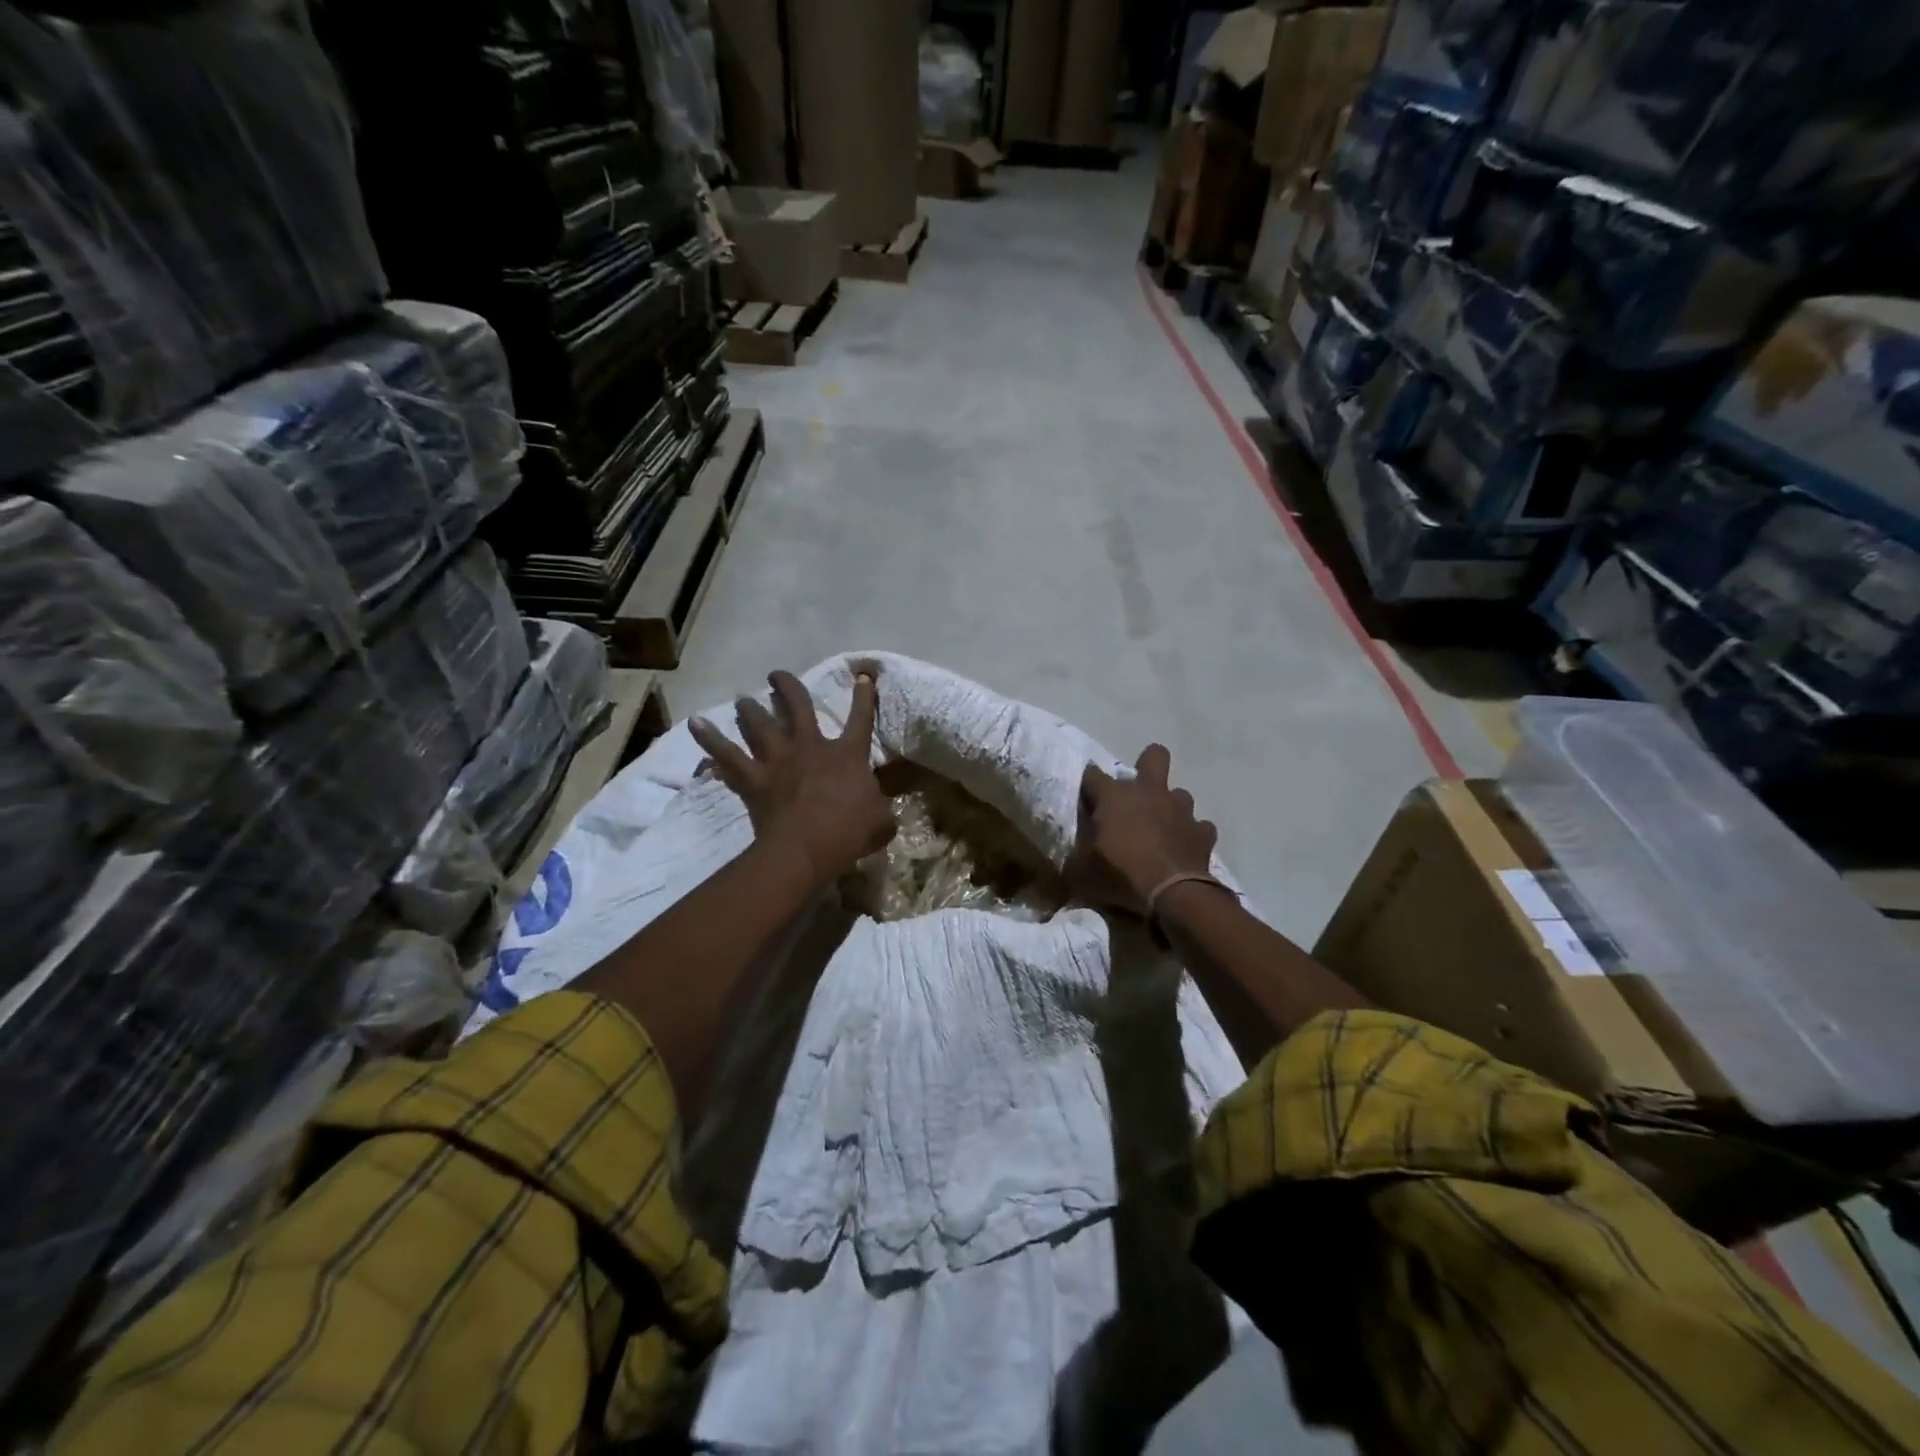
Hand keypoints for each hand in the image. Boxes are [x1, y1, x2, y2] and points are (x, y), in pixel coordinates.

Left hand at [690, 670, 894, 884]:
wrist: (805, 849)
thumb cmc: (848, 833)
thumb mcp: (881, 821)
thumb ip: (882, 808)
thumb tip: (885, 810)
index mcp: (847, 754)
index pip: (861, 719)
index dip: (863, 696)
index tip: (862, 676)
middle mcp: (810, 747)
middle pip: (798, 706)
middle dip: (788, 687)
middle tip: (777, 675)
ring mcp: (778, 760)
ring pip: (760, 724)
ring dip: (750, 709)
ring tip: (743, 698)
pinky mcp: (754, 779)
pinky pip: (726, 754)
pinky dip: (709, 738)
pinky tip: (695, 723)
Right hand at [1067, 743, 1217, 913]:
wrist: (1172, 895)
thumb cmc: (1120, 875)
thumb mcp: (1080, 871)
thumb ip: (1075, 857)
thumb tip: (1067, 859)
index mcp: (1114, 796)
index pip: (1092, 775)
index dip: (1088, 785)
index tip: (1086, 800)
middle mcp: (1150, 792)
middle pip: (1154, 756)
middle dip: (1146, 765)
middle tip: (1136, 793)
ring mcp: (1181, 809)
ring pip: (1179, 793)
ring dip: (1170, 807)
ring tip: (1161, 828)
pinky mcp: (1203, 832)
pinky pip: (1199, 826)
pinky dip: (1191, 834)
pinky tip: (1183, 848)